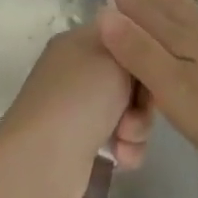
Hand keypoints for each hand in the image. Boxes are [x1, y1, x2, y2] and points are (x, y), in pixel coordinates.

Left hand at [0, 22, 150, 197]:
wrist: (44, 161)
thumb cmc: (82, 98)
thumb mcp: (116, 56)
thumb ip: (134, 45)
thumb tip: (134, 46)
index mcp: (79, 42)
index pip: (125, 36)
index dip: (144, 53)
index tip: (153, 69)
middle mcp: (78, 72)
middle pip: (133, 78)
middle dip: (143, 98)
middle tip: (135, 110)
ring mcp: (80, 108)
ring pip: (131, 110)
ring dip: (137, 127)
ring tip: (124, 139)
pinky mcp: (84, 143)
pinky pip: (123, 139)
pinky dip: (127, 148)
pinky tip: (121, 157)